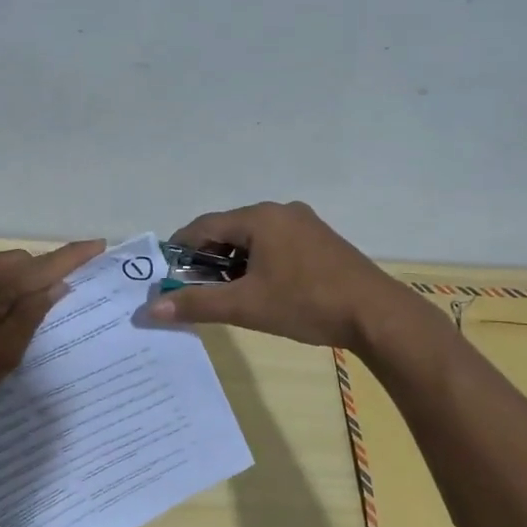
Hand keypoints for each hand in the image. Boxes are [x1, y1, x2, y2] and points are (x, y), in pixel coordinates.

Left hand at [0, 239, 104, 432]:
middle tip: (53, 304)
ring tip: (17, 317)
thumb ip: (33, 313)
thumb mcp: (5, 353)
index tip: (98, 244)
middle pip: (17, 261)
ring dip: (12, 283)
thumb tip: (56, 285)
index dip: (71, 256)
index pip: (40, 264)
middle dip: (38, 276)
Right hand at [143, 201, 410, 351]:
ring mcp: (305, 224)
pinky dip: (259, 263)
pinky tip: (261, 290)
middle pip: (229, 230)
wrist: (376, 315)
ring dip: (234, 263)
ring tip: (227, 294)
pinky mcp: (321, 241)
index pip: (204, 226)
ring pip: (254, 239)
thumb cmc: (306, 303)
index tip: (166, 274)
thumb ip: (197, 304)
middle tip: (195, 289)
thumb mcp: (245, 306)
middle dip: (207, 259)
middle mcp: (281, 212)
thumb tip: (151, 309)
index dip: (180, 249)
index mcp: (260, 218)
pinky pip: (276, 245)